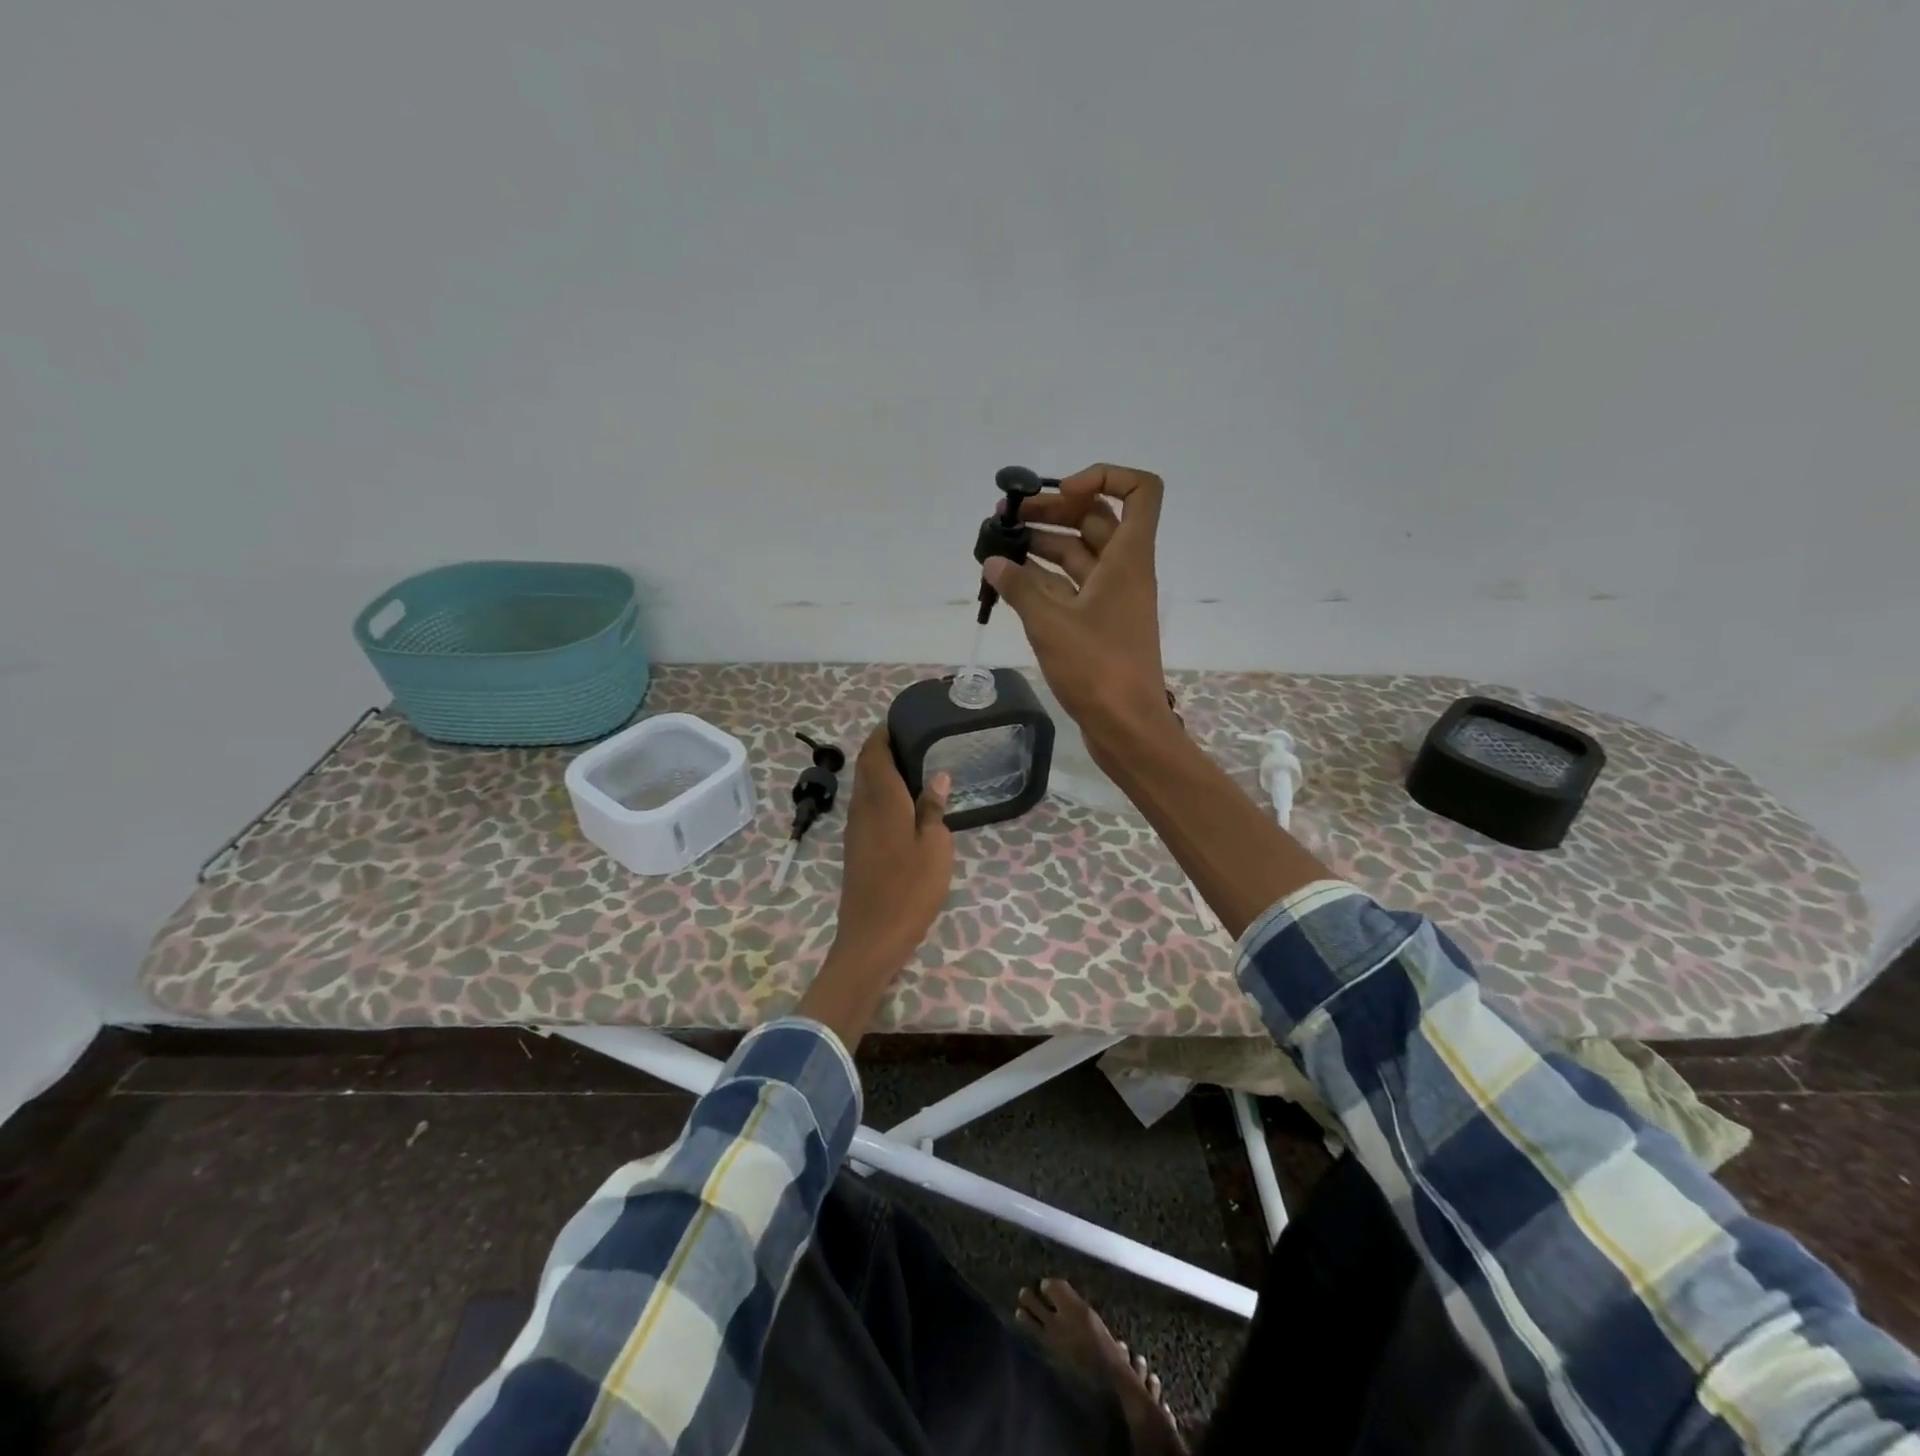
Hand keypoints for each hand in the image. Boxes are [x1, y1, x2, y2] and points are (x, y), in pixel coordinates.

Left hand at [798, 730, 952, 1046]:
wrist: (872, 937)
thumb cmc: (910, 888)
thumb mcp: (935, 846)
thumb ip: (934, 808)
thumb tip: (937, 775)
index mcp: (882, 799)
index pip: (875, 752)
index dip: (884, 733)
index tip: (903, 720)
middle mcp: (862, 807)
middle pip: (867, 767)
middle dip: (883, 749)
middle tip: (915, 741)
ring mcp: (855, 829)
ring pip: (865, 788)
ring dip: (882, 772)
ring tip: (914, 767)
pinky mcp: (855, 848)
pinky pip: (866, 807)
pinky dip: (881, 794)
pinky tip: (904, 804)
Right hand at [982, 462, 1175, 759]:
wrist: (1125, 726)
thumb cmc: (1097, 669)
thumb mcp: (1051, 623)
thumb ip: (1020, 587)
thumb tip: (994, 562)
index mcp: (1128, 558)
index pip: (1139, 491)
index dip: (1104, 476)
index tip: (1062, 491)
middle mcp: (1124, 570)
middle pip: (1096, 519)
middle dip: (1053, 510)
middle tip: (1007, 518)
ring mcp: (1112, 599)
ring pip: (1079, 554)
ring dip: (1043, 544)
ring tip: (998, 545)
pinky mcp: (1098, 624)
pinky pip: (1071, 587)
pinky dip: (1043, 579)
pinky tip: (1009, 580)